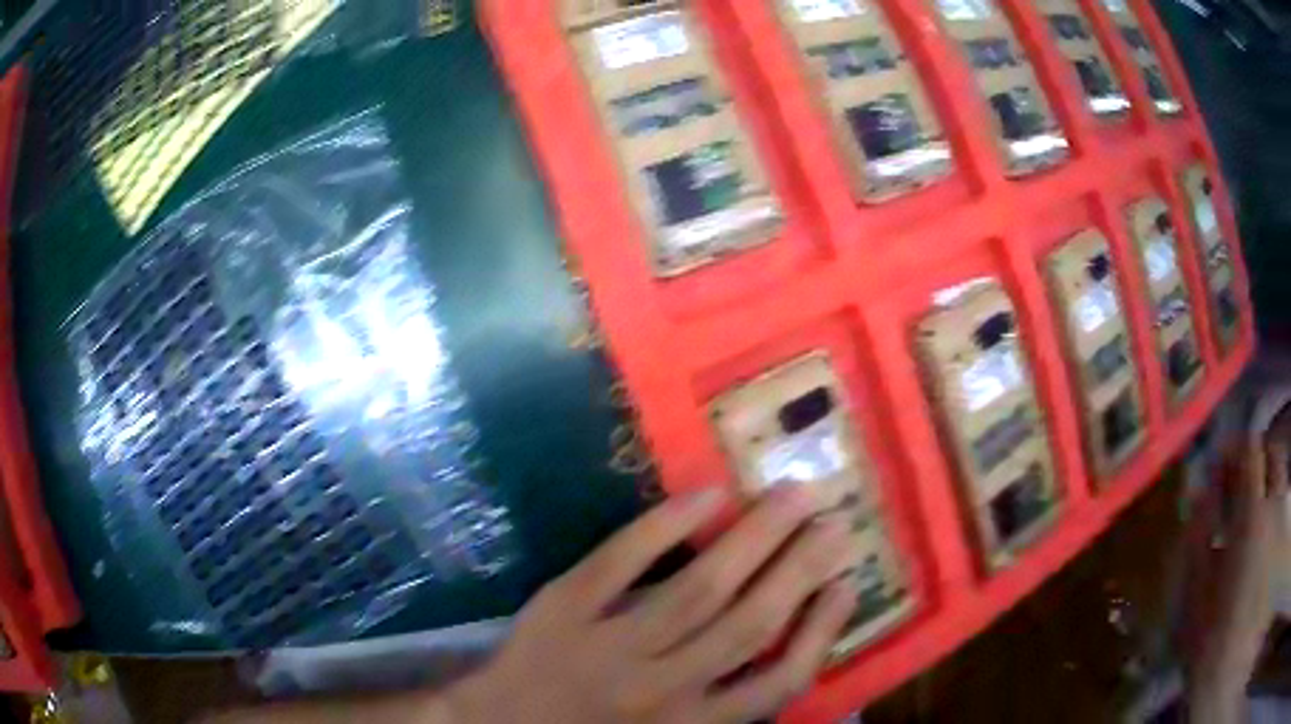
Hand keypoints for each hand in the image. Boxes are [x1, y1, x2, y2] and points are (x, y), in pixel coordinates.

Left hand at [449, 486, 861, 722]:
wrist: (501, 723)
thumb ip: (721, 703)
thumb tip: (781, 645)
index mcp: (690, 723)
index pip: (777, 681)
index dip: (821, 632)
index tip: (848, 585)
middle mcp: (662, 687)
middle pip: (749, 621)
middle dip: (802, 567)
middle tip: (836, 519)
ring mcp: (611, 643)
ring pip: (700, 587)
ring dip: (756, 536)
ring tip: (793, 494)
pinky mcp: (566, 605)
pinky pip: (621, 561)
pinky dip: (665, 525)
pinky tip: (709, 495)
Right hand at [1187, 435, 1290, 723]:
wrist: (1226, 678)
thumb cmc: (1211, 645)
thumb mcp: (1193, 598)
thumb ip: (1197, 537)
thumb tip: (1200, 493)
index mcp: (1254, 515)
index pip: (1250, 450)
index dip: (1234, 451)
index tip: (1220, 466)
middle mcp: (1278, 507)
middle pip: (1274, 456)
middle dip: (1258, 465)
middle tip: (1241, 492)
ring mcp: (1285, 524)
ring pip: (1282, 486)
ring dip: (1268, 494)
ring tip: (1253, 529)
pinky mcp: (1284, 540)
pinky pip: (1284, 515)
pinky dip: (1276, 520)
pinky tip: (1264, 552)